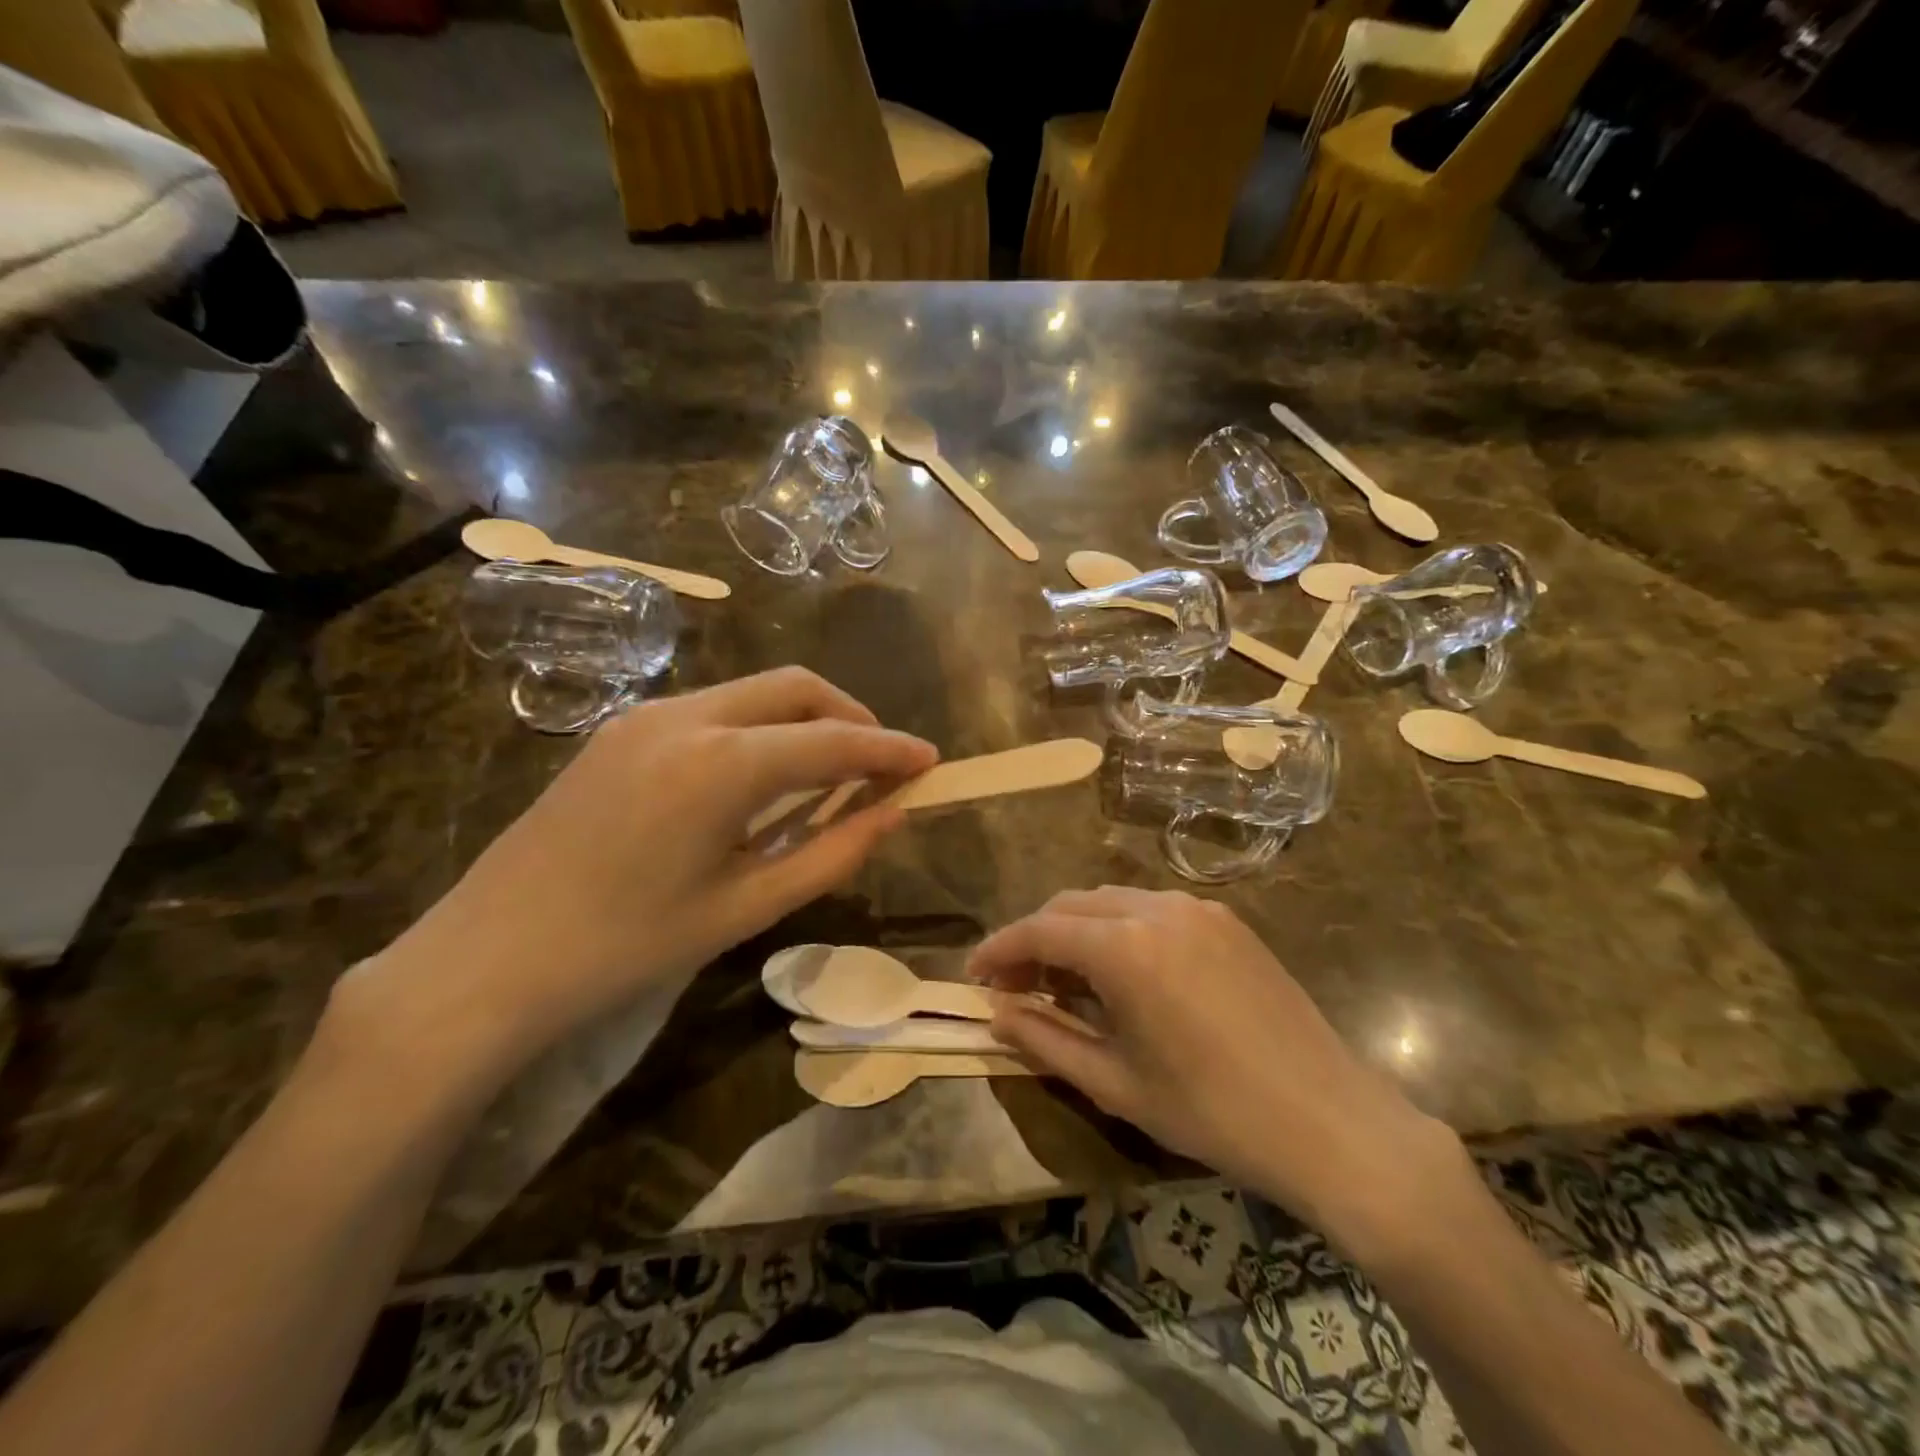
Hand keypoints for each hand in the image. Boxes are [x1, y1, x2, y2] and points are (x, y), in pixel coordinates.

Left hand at [342, 668, 936, 1085]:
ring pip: (753, 692)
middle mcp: (687, 717)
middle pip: (795, 688)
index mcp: (722, 765)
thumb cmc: (627, 947)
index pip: (833, 742)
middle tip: (880, 763)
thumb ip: (831, 854)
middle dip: (850, 717)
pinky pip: (713, 710)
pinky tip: (761, 778)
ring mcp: (646, 716)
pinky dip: (757, 729)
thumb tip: (893, 813)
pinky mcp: (619, 729)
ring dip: (803, 720)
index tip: (931, 760)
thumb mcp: (745, 908)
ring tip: (828, 774)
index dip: (889, 750)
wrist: (488, 959)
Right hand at [968, 888, 1465, 1249]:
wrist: (1333, 1123)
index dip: (1000, 949)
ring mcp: (1198, 909)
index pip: (1040, 930)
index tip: (974, 974)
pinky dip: (1120, 928)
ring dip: (1077, 930)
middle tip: (1015, 983)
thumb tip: (996, 1013)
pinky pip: (1153, 908)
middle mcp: (1157, 908)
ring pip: (1112, 900)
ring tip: (1065, 979)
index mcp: (1125, 947)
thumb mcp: (1116, 1085)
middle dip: (1035, 937)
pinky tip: (1123, 971)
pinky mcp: (1228, 920)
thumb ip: (1045, 1040)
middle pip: (1072, 905)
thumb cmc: (1214, 1113)